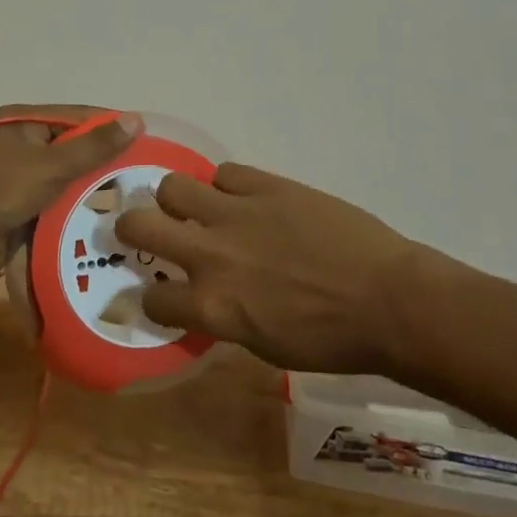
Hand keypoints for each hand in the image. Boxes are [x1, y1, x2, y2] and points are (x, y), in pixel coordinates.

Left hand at [0, 105, 140, 284]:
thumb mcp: (50, 166)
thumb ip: (94, 147)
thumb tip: (136, 119)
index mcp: (25, 121)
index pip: (79, 117)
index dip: (113, 127)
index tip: (150, 141)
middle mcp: (24, 143)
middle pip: (75, 147)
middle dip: (106, 161)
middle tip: (147, 175)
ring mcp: (22, 176)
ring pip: (68, 177)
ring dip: (93, 188)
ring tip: (137, 199)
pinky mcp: (22, 206)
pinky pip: (58, 202)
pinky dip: (77, 209)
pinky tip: (109, 219)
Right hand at [116, 163, 445, 373]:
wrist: (386, 299)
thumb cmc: (331, 339)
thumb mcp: (265, 345)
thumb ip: (224, 316)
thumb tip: (204, 299)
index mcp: (212, 305)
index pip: (152, 300)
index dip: (150, 299)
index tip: (157, 294)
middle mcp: (210, 254)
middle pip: (140, 224)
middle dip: (130, 227)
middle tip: (140, 229)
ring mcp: (235, 213)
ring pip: (173, 186)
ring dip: (177, 199)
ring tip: (194, 207)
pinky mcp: (264, 184)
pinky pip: (224, 172)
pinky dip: (226, 186)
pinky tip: (242, 198)